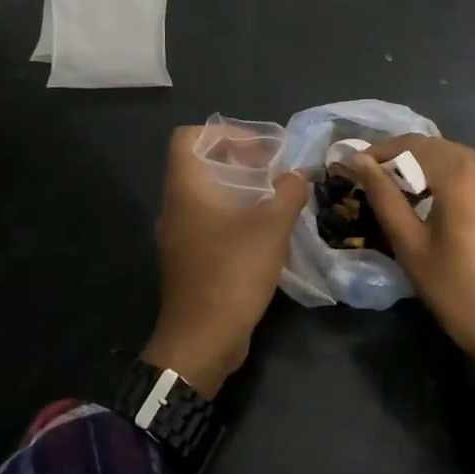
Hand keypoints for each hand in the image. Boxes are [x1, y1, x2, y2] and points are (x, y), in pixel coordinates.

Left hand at [142, 126, 310, 398]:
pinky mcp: (189, 261)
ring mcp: (179, 237)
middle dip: (239, 161)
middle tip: (275, 170)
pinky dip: (235, 217)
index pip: (188, 138)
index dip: (223, 133)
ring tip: (276, 198)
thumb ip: (288, 193)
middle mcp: (175, 208)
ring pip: (206, 197)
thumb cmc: (232, 273)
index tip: (259, 147)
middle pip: (200, 166)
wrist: (202, 340)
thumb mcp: (271, 228)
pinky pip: (209, 224)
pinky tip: (266, 232)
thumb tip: (298, 174)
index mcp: (186, 190)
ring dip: (240, 191)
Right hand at [352, 136, 474, 384]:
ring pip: (456, 159)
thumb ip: (384, 198)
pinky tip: (433, 205)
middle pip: (436, 148)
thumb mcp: (412, 248)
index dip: (379, 151)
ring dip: (425, 170)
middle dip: (401, 161)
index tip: (353, 167)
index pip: (412, 145)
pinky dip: (449, 180)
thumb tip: (359, 160)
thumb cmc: (460, 295)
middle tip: (371, 183)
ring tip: (399, 197)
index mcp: (464, 176)